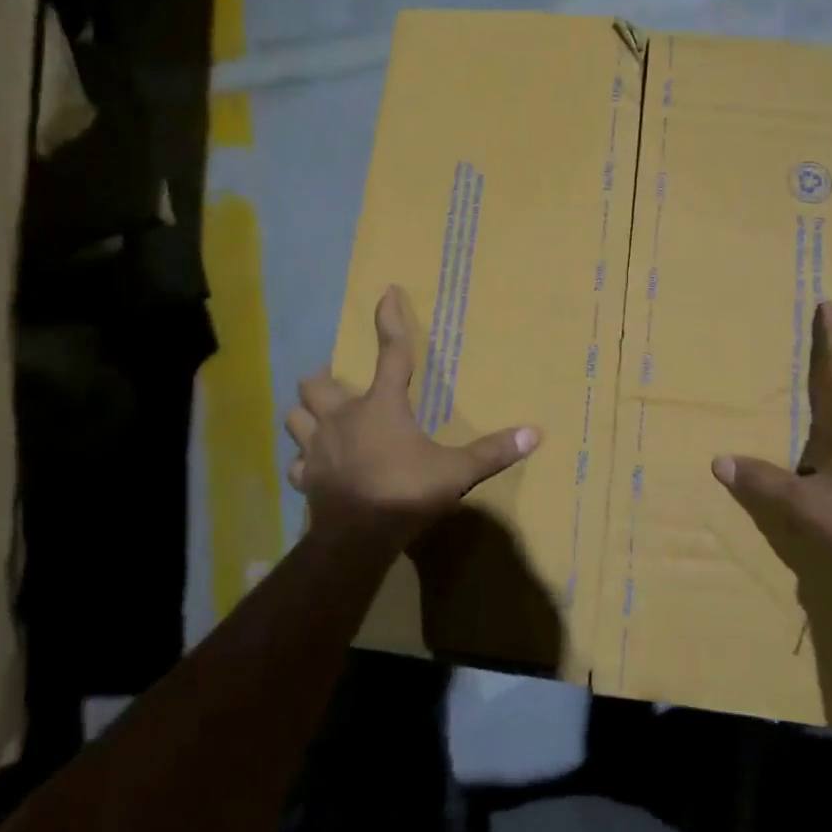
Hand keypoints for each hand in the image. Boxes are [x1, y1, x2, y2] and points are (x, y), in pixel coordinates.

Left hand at [285, 286, 540, 549]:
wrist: (357, 539)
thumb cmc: (405, 493)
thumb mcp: (456, 472)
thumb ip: (492, 451)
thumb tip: (535, 433)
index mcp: (381, 406)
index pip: (390, 353)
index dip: (389, 320)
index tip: (386, 292)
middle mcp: (343, 418)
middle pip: (317, 383)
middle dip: (325, 379)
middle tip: (338, 383)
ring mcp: (317, 448)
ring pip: (296, 417)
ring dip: (307, 414)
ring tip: (321, 418)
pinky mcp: (306, 478)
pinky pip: (297, 462)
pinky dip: (304, 460)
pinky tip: (315, 466)